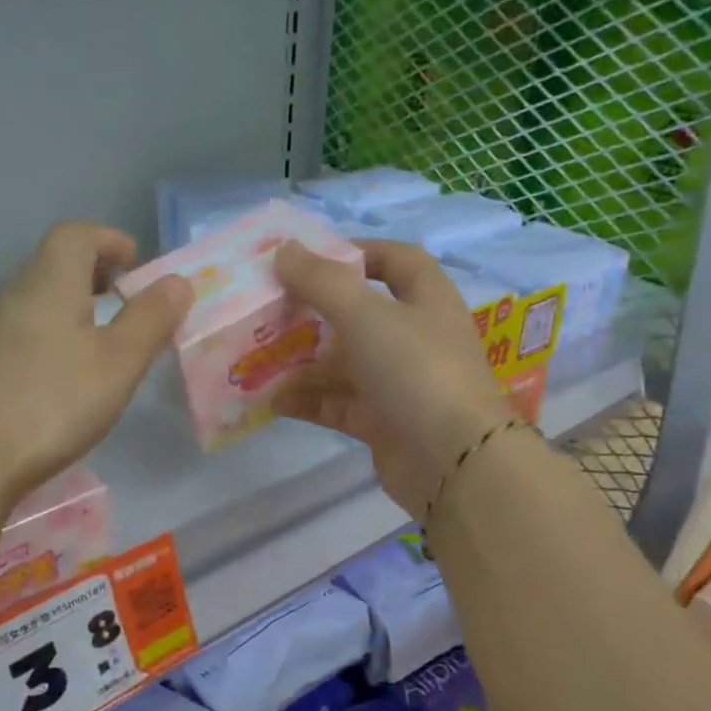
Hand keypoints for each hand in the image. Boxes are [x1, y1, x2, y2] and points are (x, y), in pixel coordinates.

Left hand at [0, 222, 190, 505]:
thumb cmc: (51, 404)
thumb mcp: (117, 363)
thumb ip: (150, 320)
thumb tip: (177, 281)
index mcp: (49, 284)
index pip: (75, 235)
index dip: (109, 240)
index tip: (136, 264)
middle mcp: (13, 299)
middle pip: (53, 266)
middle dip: (93, 274)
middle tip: (124, 302)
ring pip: (36, 303)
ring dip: (71, 310)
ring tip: (100, 346)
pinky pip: (21, 336)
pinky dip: (50, 341)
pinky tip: (61, 383)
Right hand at [273, 238, 508, 520]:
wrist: (453, 461)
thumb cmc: (415, 370)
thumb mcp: (365, 315)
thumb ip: (321, 281)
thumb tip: (283, 249)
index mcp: (426, 300)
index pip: (396, 261)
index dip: (357, 252)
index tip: (310, 258)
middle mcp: (415, 338)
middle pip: (359, 315)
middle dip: (314, 313)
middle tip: (268, 311)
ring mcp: (399, 383)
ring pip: (343, 363)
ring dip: (303, 361)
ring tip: (257, 358)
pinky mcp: (383, 423)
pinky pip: (338, 404)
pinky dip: (308, 400)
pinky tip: (272, 401)